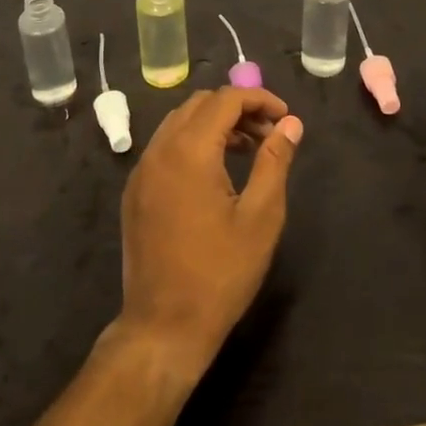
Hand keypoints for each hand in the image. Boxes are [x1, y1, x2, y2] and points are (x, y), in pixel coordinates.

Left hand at [113, 86, 302, 382]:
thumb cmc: (220, 273)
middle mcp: (159, 149)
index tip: (285, 117)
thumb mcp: (260, 217)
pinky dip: (192, 142)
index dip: (259, 99)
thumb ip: (275, 161)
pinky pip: (165, 146)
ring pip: (180, 123)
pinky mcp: (135, 190)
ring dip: (214, 124)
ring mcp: (142, 170)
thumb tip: (290, 124)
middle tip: (269, 134)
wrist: (163, 326)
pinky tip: (215, 172)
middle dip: (237, 109)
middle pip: (200, 104)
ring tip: (248, 149)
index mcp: (189, 150)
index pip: (225, 99)